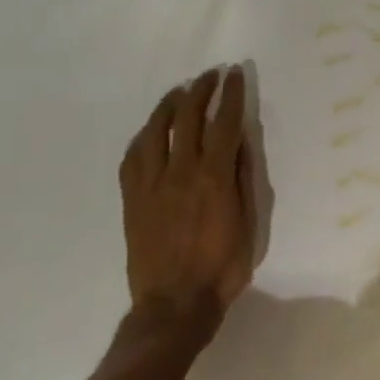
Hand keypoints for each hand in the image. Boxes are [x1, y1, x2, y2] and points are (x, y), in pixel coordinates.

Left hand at [119, 66, 255, 337]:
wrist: (174, 304)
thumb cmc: (221, 268)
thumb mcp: (248, 224)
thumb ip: (243, 179)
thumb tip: (240, 142)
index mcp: (214, 177)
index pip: (224, 122)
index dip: (231, 94)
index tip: (235, 75)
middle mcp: (181, 171)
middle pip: (188, 117)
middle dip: (201, 90)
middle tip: (210, 76)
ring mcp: (151, 183)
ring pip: (156, 130)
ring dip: (169, 104)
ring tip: (179, 92)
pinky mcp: (132, 198)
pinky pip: (133, 156)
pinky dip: (144, 136)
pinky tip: (151, 130)